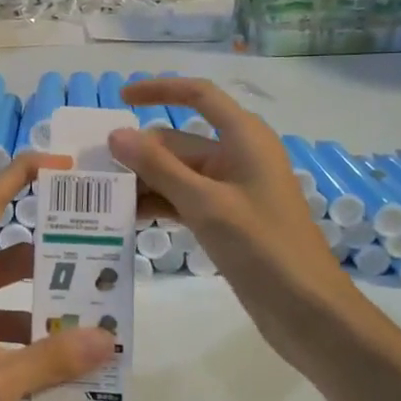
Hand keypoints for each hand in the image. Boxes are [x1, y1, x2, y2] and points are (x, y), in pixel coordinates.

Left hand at [0, 155, 114, 400]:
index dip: (24, 174)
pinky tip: (53, 363)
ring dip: (42, 299)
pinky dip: (24, 334)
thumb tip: (107, 338)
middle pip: (11, 251)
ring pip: (6, 292)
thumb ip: (52, 361)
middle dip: (54, 250)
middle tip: (102, 256)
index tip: (64, 168)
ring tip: (91, 315)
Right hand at [111, 77, 360, 358]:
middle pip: (178, 142)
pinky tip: (126, 219)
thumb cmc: (263, 248)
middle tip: (92, 171)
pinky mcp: (227, 220)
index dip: (160, 89)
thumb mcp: (205, 204)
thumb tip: (116, 134)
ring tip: (99, 198)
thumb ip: (159, 168)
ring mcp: (232, 190)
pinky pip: (184, 201)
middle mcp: (237, 157)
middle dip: (138, 154)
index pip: (199, 96)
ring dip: (144, 183)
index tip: (120, 97)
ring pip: (177, 174)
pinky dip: (158, 205)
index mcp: (244, 138)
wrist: (307, 311)